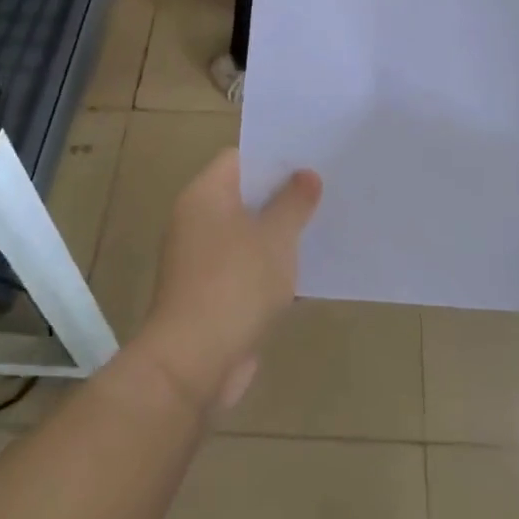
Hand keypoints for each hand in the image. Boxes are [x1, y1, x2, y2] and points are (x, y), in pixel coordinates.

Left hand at [133, 149, 321, 413]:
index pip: (239, 158)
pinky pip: (244, 266)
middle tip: (324, 189)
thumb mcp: (275, 237)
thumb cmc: (235, 285)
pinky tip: (303, 270)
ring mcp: (200, 259)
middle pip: (243, 195)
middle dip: (282, 194)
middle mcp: (196, 220)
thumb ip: (293, 202)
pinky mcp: (209, 293)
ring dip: (277, 233)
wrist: (193, 363)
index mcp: (205, 195)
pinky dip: (268, 265)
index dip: (274, 156)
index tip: (310, 158)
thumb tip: (306, 174)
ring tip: (322, 225)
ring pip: (246, 233)